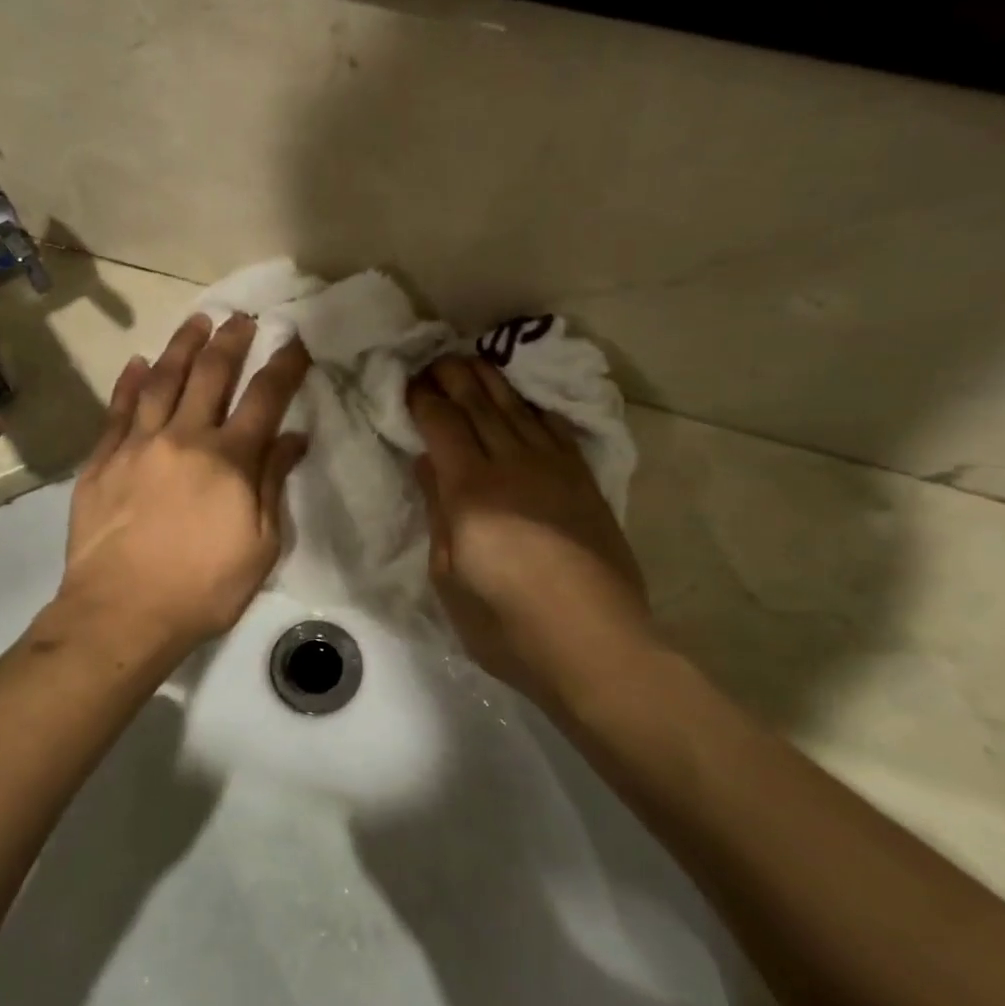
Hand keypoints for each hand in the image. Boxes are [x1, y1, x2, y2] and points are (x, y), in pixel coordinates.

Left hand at [53, 313, 309, 663]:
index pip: (265, 398)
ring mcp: (138, 445)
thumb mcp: (261, 546)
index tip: (294, 340)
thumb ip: (273, 484)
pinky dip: (129, 383)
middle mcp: (185, 438)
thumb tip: (292, 437)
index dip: (284, 365)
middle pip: (211, 375)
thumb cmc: (203, 589)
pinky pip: (118, 410)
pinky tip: (137, 363)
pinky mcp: (102, 461)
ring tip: (196, 321)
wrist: (122, 612)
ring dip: (181, 347)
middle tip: (241, 318)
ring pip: (161, 380)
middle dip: (231, 341)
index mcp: (230, 460)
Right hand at [408, 356, 658, 712]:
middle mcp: (512, 466)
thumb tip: (430, 464)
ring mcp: (554, 470)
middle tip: (435, 361)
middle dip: (454, 377)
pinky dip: (534, 408)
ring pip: (517, 410)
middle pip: (480, 406)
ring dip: (491, 382)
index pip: (443, 425)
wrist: (594, 644)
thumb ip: (439, 513)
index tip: (409, 384)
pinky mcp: (584, 482)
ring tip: (472, 364)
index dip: (424, 399)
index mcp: (471, 492)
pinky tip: (524, 401)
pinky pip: (555, 429)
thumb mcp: (450, 578)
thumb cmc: (507, 626)